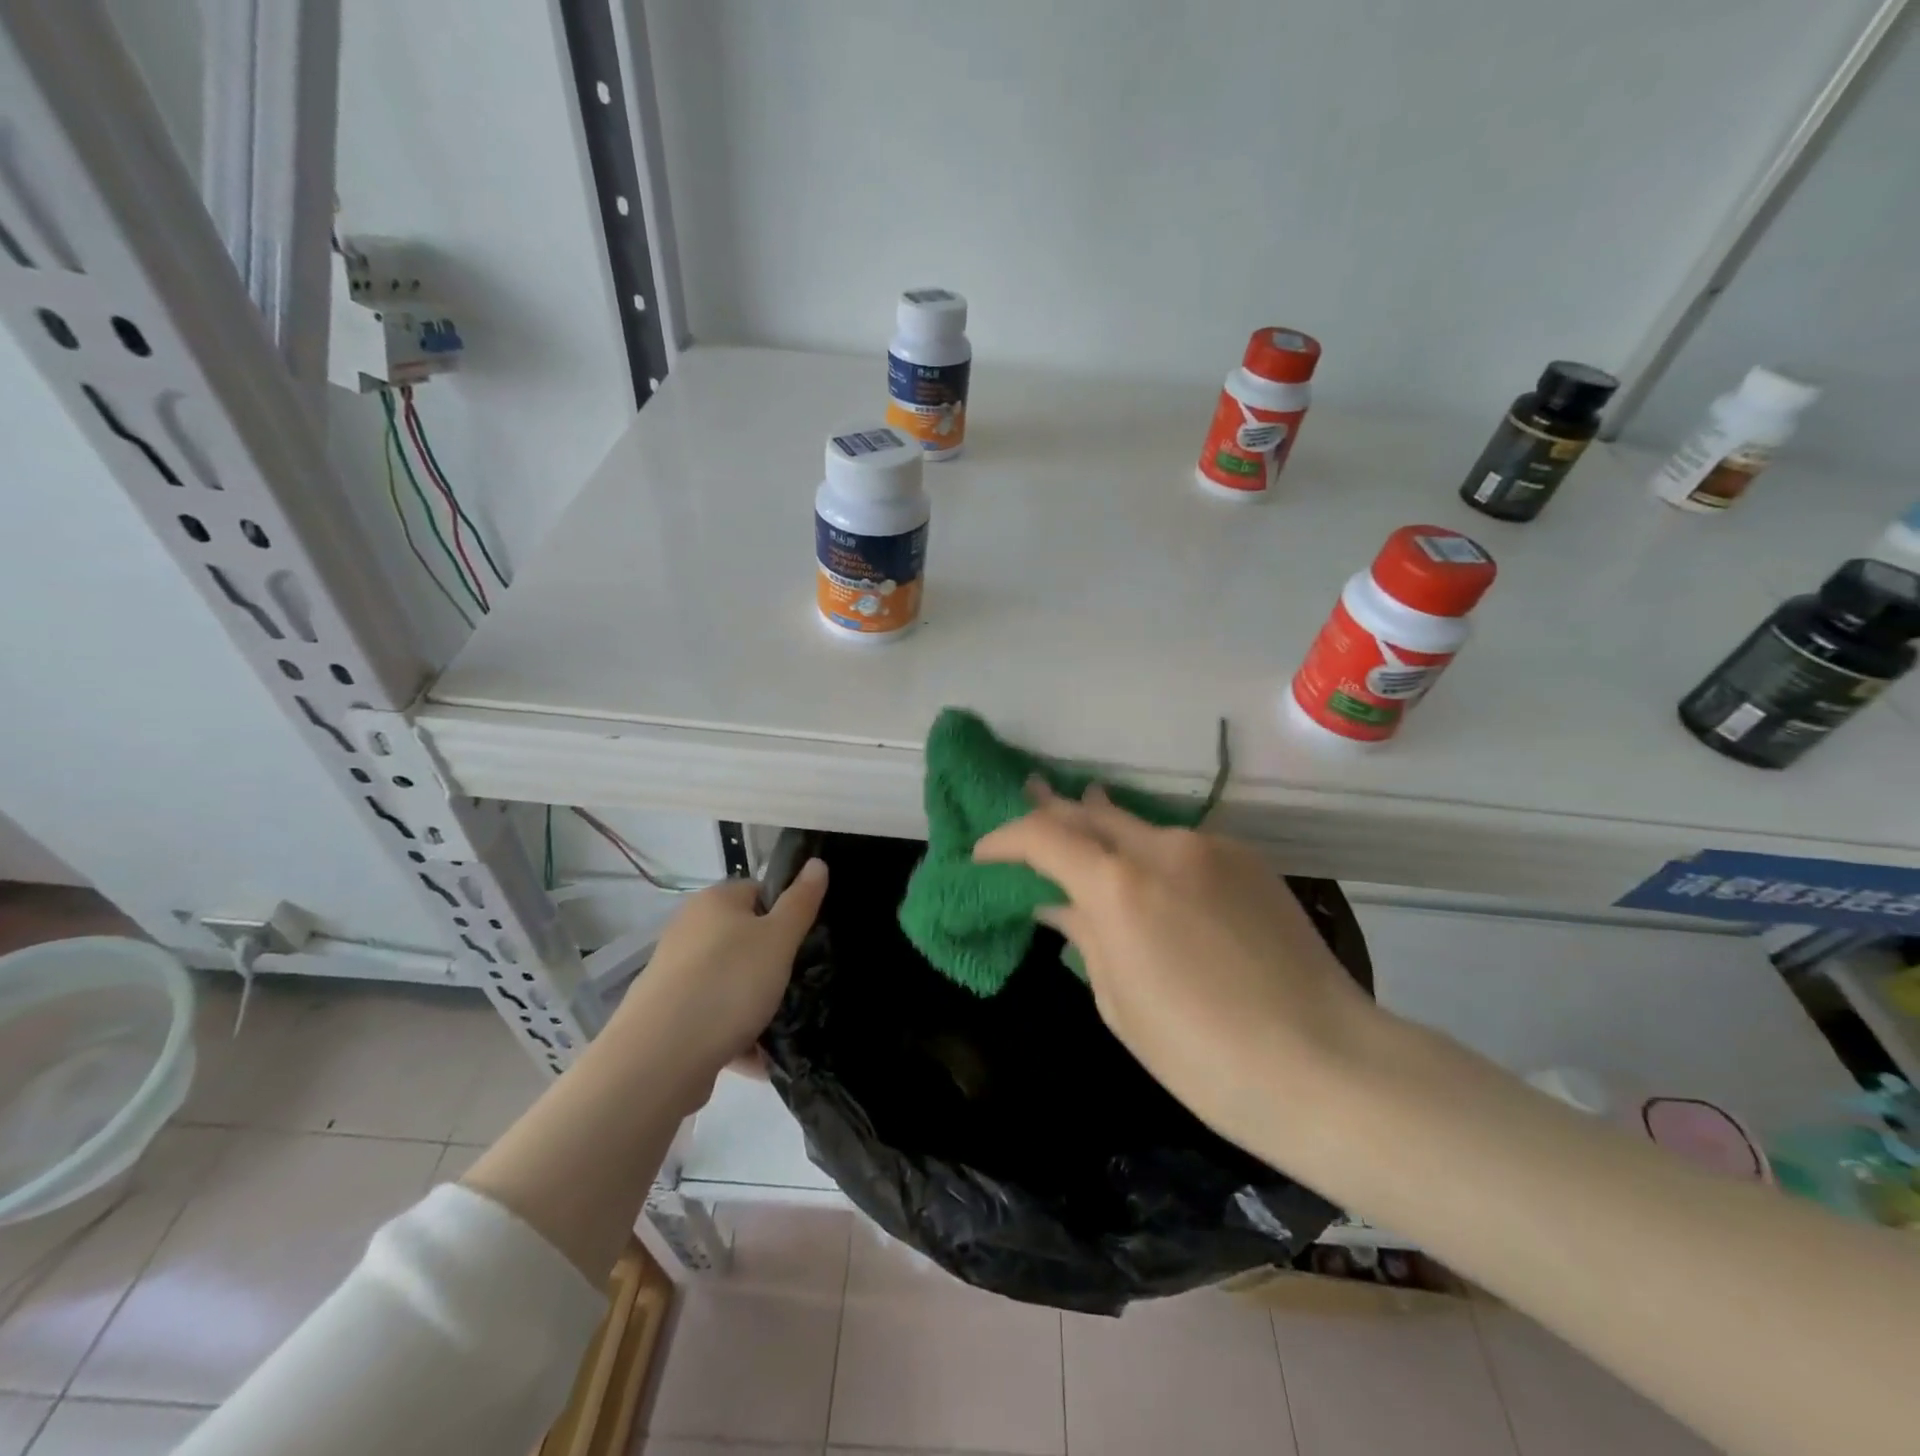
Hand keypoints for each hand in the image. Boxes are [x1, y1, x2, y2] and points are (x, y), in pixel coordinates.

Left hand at [608, 860, 827, 1098]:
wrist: (659, 1058)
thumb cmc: (728, 983)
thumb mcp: (779, 939)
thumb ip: (801, 902)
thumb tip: (817, 862)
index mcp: (714, 902)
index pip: (759, 892)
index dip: (786, 912)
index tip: (805, 942)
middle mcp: (689, 930)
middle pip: (744, 939)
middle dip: (772, 964)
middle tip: (798, 984)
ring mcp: (675, 974)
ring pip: (730, 982)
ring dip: (756, 1004)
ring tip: (782, 1027)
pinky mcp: (668, 1015)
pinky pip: (713, 1017)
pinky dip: (735, 1034)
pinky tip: (757, 1059)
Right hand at [974, 785, 1375, 1156]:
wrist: (1328, 1065)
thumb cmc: (1204, 1056)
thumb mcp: (1119, 1001)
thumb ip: (1083, 934)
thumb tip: (1056, 903)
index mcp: (1119, 887)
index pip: (1042, 836)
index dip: (1004, 839)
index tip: (983, 856)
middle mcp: (1162, 847)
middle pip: (1089, 810)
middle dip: (1050, 812)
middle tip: (1024, 809)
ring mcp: (1211, 847)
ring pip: (1137, 824)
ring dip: (1101, 829)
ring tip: (1081, 833)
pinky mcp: (1247, 858)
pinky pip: (1180, 844)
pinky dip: (1149, 852)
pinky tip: (1150, 876)